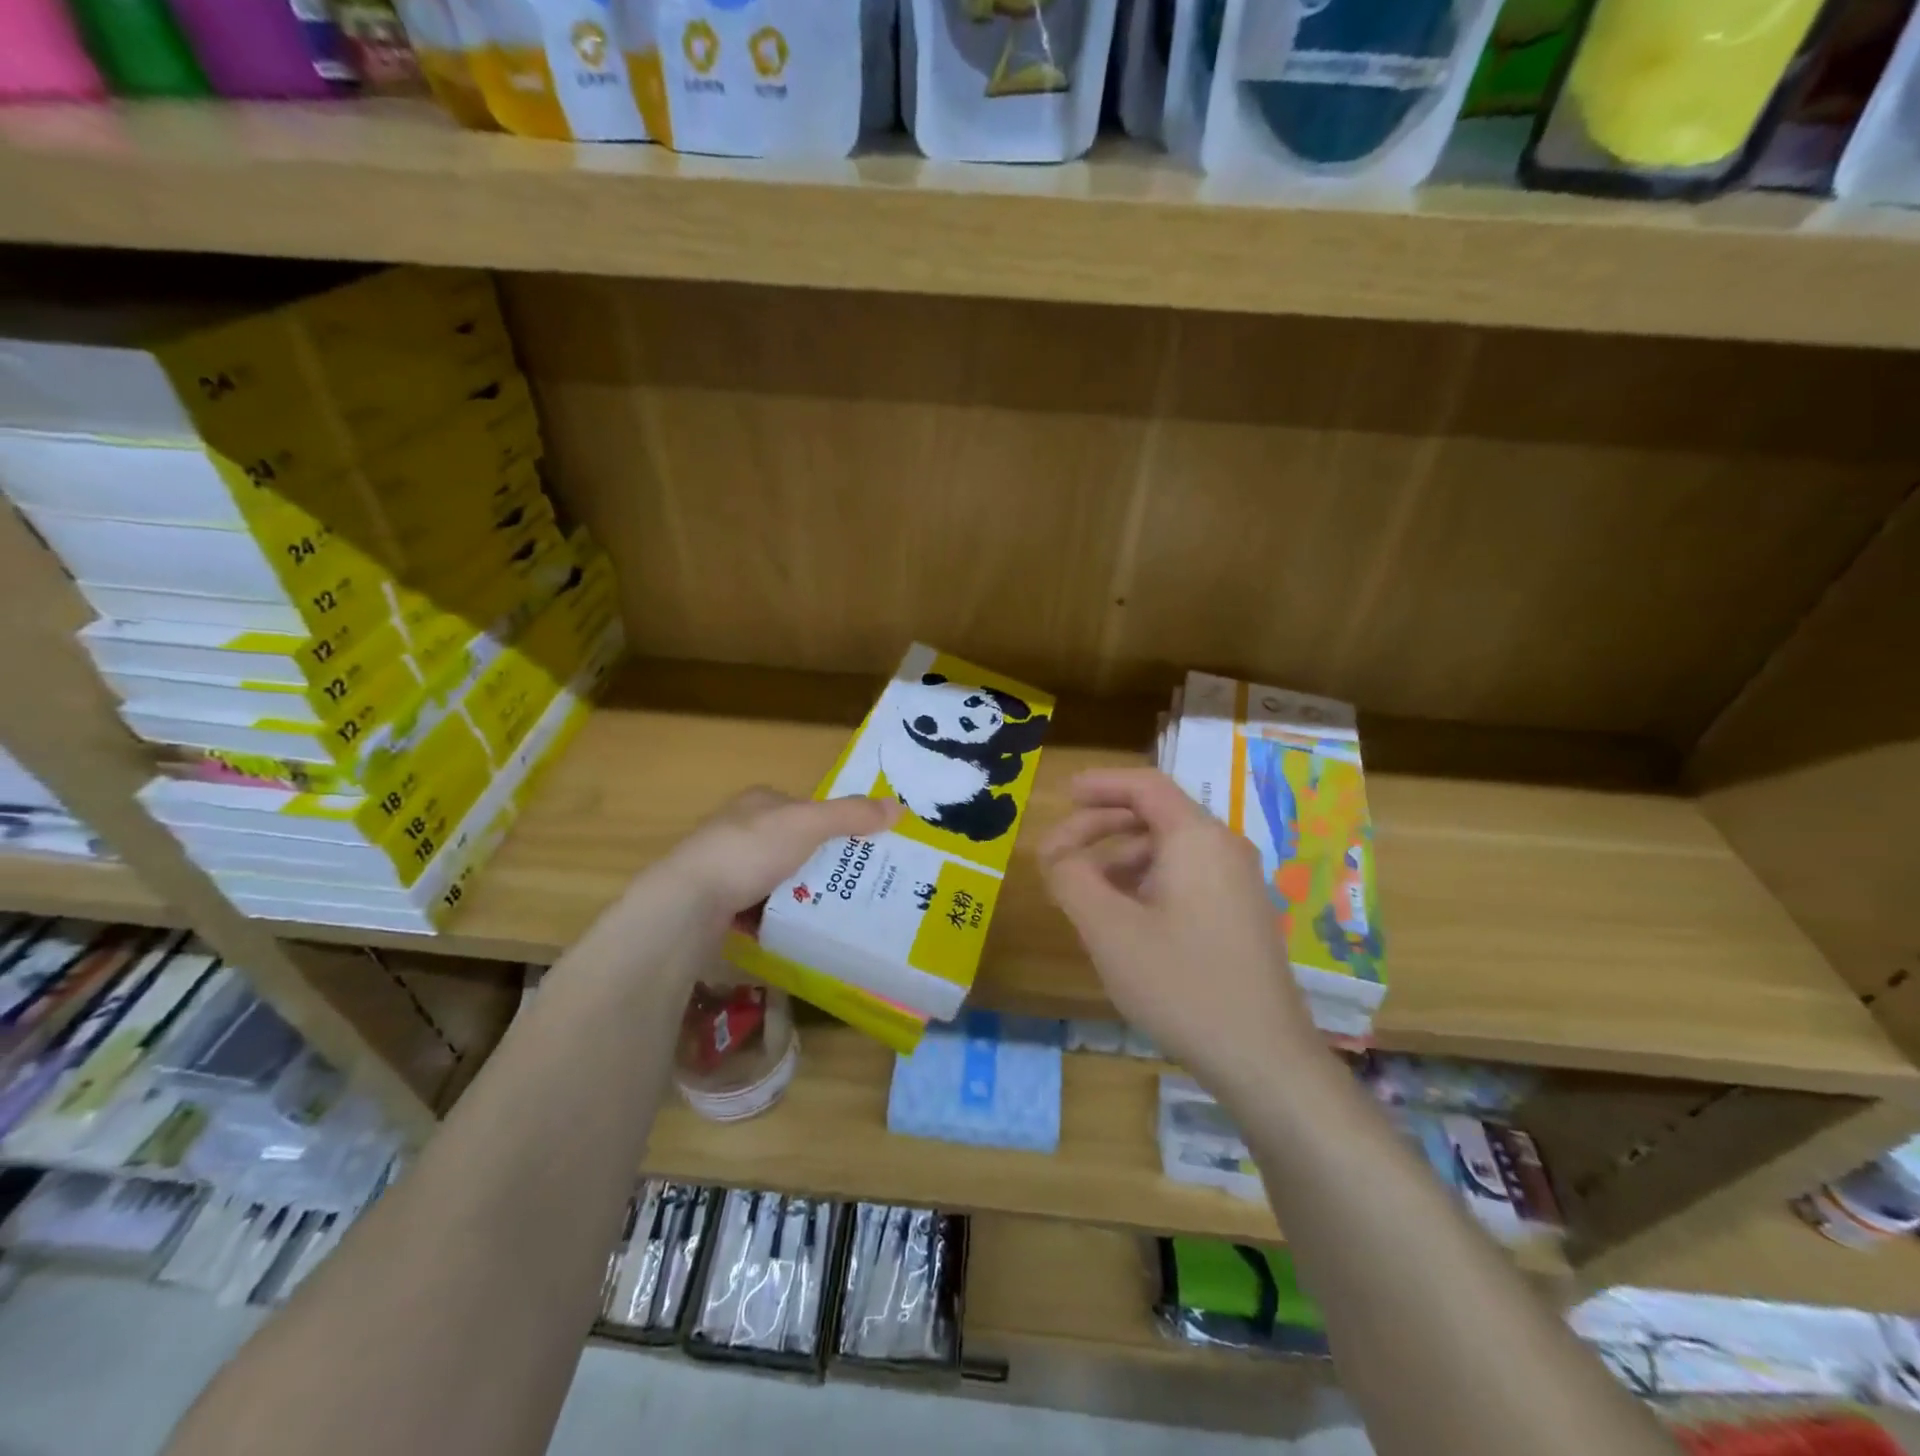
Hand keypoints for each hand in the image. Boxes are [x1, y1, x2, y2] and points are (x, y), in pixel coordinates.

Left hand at [668, 787, 899, 919]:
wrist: (688, 902)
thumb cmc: (749, 851)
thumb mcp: (808, 824)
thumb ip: (851, 815)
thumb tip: (900, 806)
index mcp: (759, 802)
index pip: (806, 807)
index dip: (834, 824)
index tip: (861, 847)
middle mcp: (740, 828)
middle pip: (793, 843)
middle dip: (820, 862)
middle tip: (854, 883)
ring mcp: (726, 866)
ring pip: (777, 877)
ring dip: (800, 891)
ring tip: (833, 909)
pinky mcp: (717, 901)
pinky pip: (759, 906)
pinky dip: (778, 915)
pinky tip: (798, 929)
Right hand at [1040, 767, 1319, 1092]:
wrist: (1263, 1057)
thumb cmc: (1181, 984)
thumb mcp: (1109, 930)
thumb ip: (1072, 879)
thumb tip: (1057, 854)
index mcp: (1197, 838)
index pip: (1146, 786)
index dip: (1101, 784)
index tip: (1064, 795)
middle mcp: (1223, 849)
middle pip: (1156, 815)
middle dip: (1101, 826)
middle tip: (1058, 852)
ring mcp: (1238, 883)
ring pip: (1169, 849)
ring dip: (1120, 858)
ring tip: (1083, 889)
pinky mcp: (1240, 914)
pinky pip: (1185, 876)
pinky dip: (1145, 880)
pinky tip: (1122, 916)